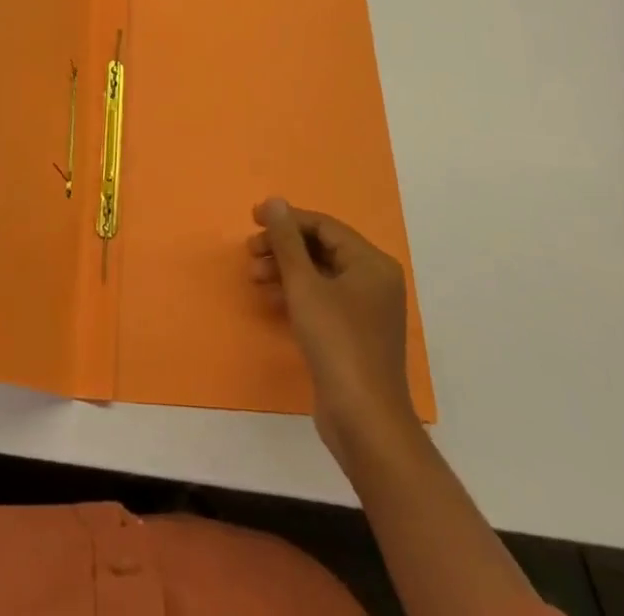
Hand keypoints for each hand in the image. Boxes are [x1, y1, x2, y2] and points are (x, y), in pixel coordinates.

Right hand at [250, 198, 418, 475]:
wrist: (365, 422)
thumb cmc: (337, 343)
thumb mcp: (304, 286)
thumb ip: (287, 241)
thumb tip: (274, 201)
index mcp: (371, 263)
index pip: (324, 226)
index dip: (286, 219)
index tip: (252, 219)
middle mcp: (373, 280)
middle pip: (321, 248)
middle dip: (283, 247)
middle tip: (250, 251)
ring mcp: (366, 309)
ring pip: (319, 274)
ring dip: (285, 270)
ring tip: (254, 276)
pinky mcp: (354, 334)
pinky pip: (322, 299)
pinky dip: (296, 294)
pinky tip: (270, 298)